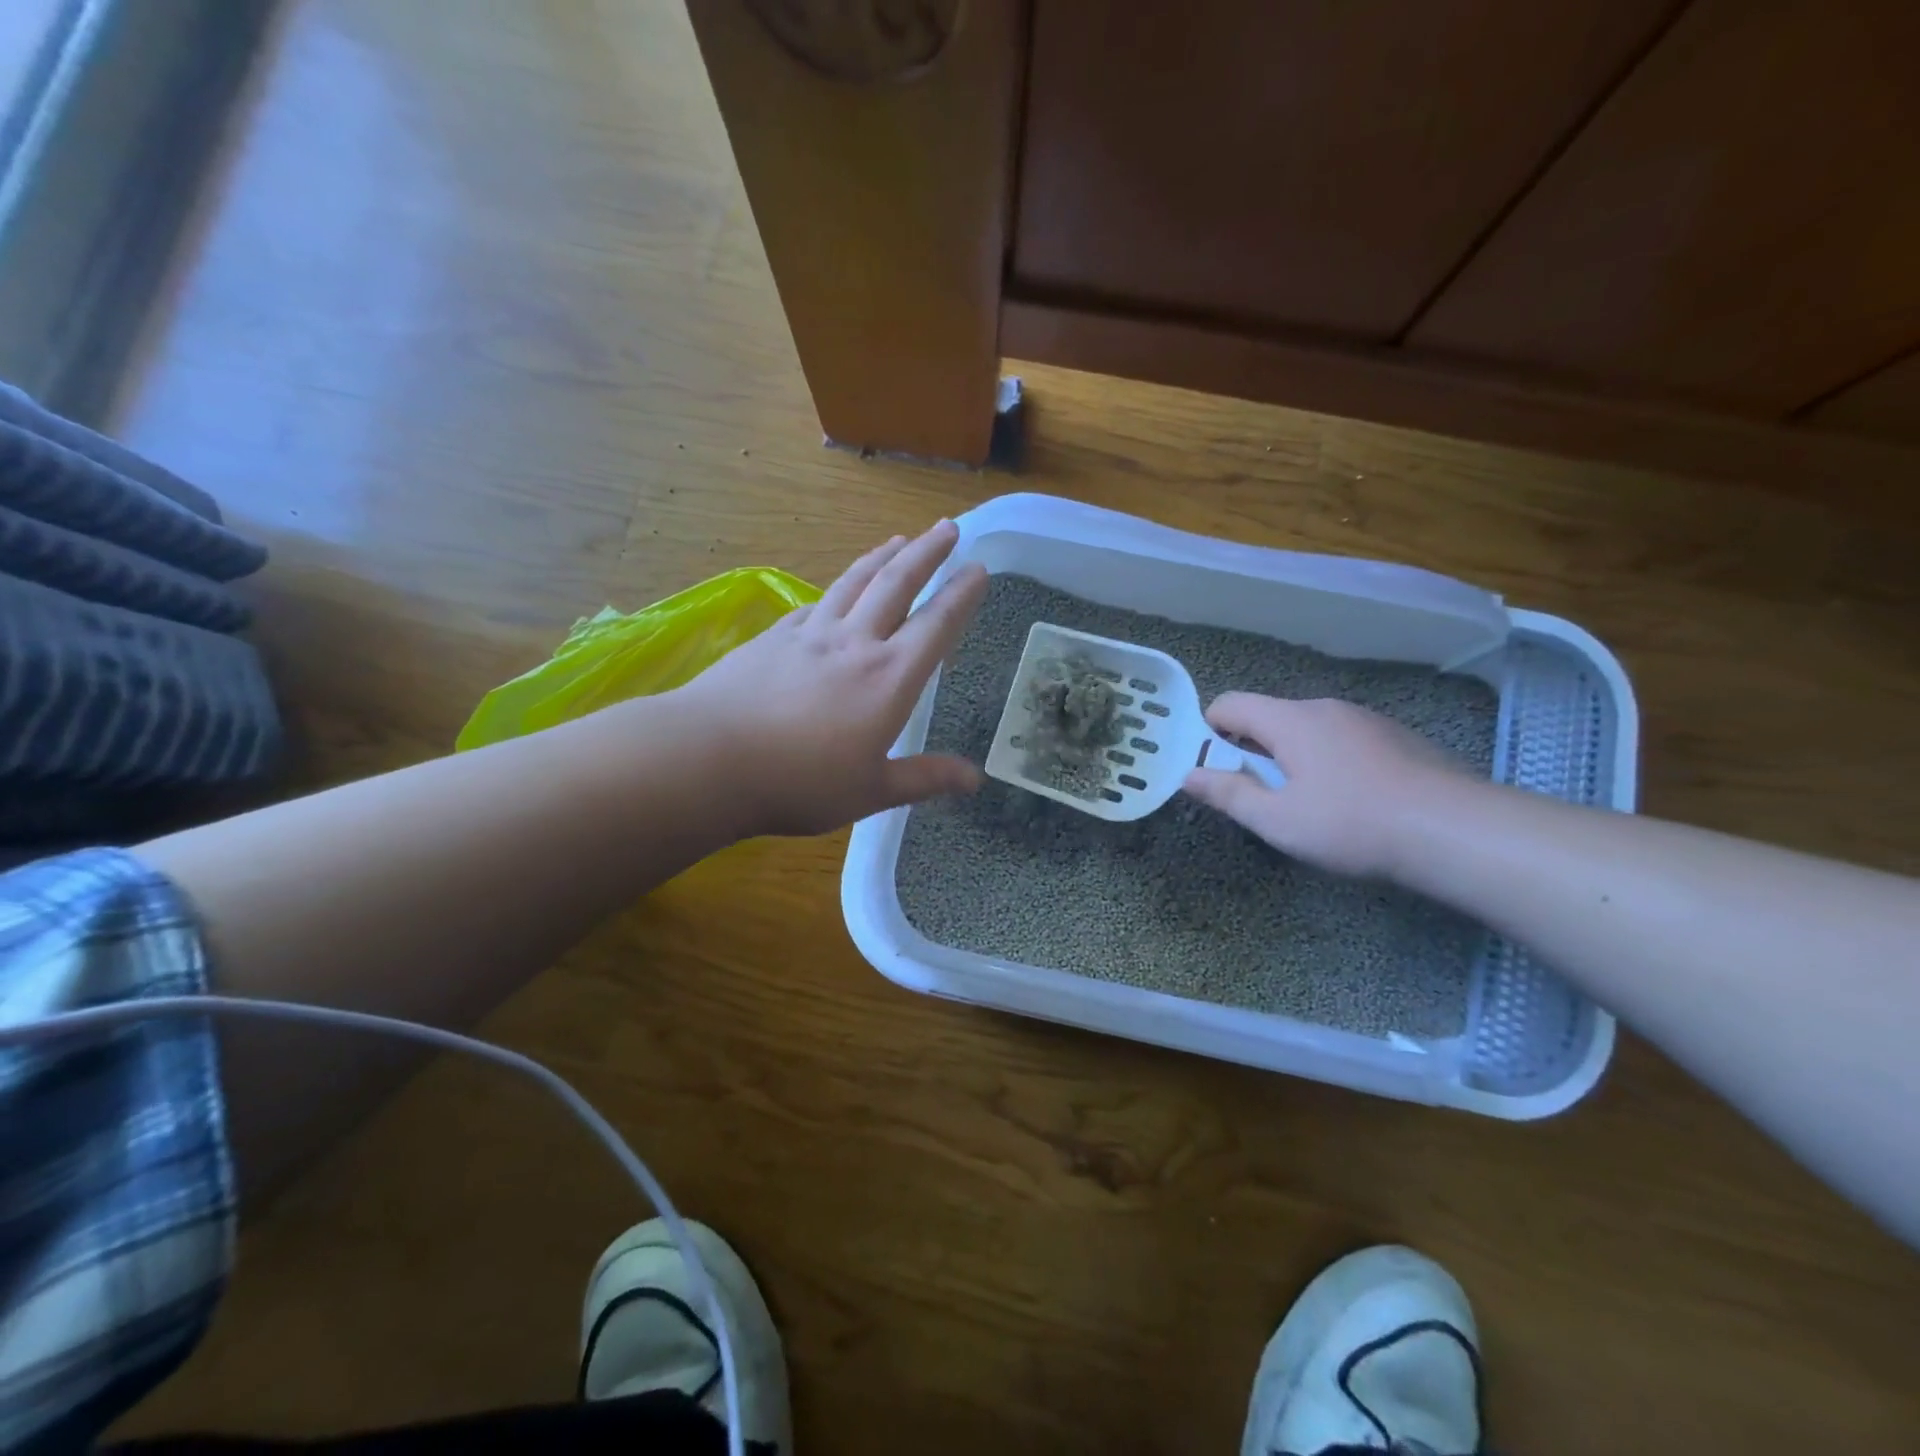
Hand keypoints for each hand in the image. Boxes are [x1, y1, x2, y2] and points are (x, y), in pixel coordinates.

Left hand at [672, 520, 989, 836]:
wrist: (709, 757)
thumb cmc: (800, 782)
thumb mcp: (871, 790)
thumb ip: (924, 778)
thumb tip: (975, 779)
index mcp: (888, 678)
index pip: (936, 625)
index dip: (961, 595)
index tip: (978, 568)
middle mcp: (855, 643)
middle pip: (896, 584)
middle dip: (927, 553)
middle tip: (947, 527)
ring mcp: (810, 634)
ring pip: (854, 582)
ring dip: (881, 557)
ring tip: (898, 540)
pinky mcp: (773, 637)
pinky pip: (815, 603)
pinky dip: (835, 590)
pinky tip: (835, 592)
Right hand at [1182, 694, 1470, 877]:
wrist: (1455, 831)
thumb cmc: (1351, 824)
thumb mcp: (1277, 820)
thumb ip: (1228, 794)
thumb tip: (1188, 775)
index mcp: (1290, 720)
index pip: (1229, 704)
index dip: (1209, 732)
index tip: (1214, 770)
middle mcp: (1325, 708)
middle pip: (1268, 717)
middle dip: (1252, 752)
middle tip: (1260, 798)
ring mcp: (1365, 719)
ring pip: (1308, 730)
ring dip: (1292, 758)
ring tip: (1308, 805)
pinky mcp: (1397, 737)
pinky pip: (1343, 740)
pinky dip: (1330, 761)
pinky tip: (1352, 801)